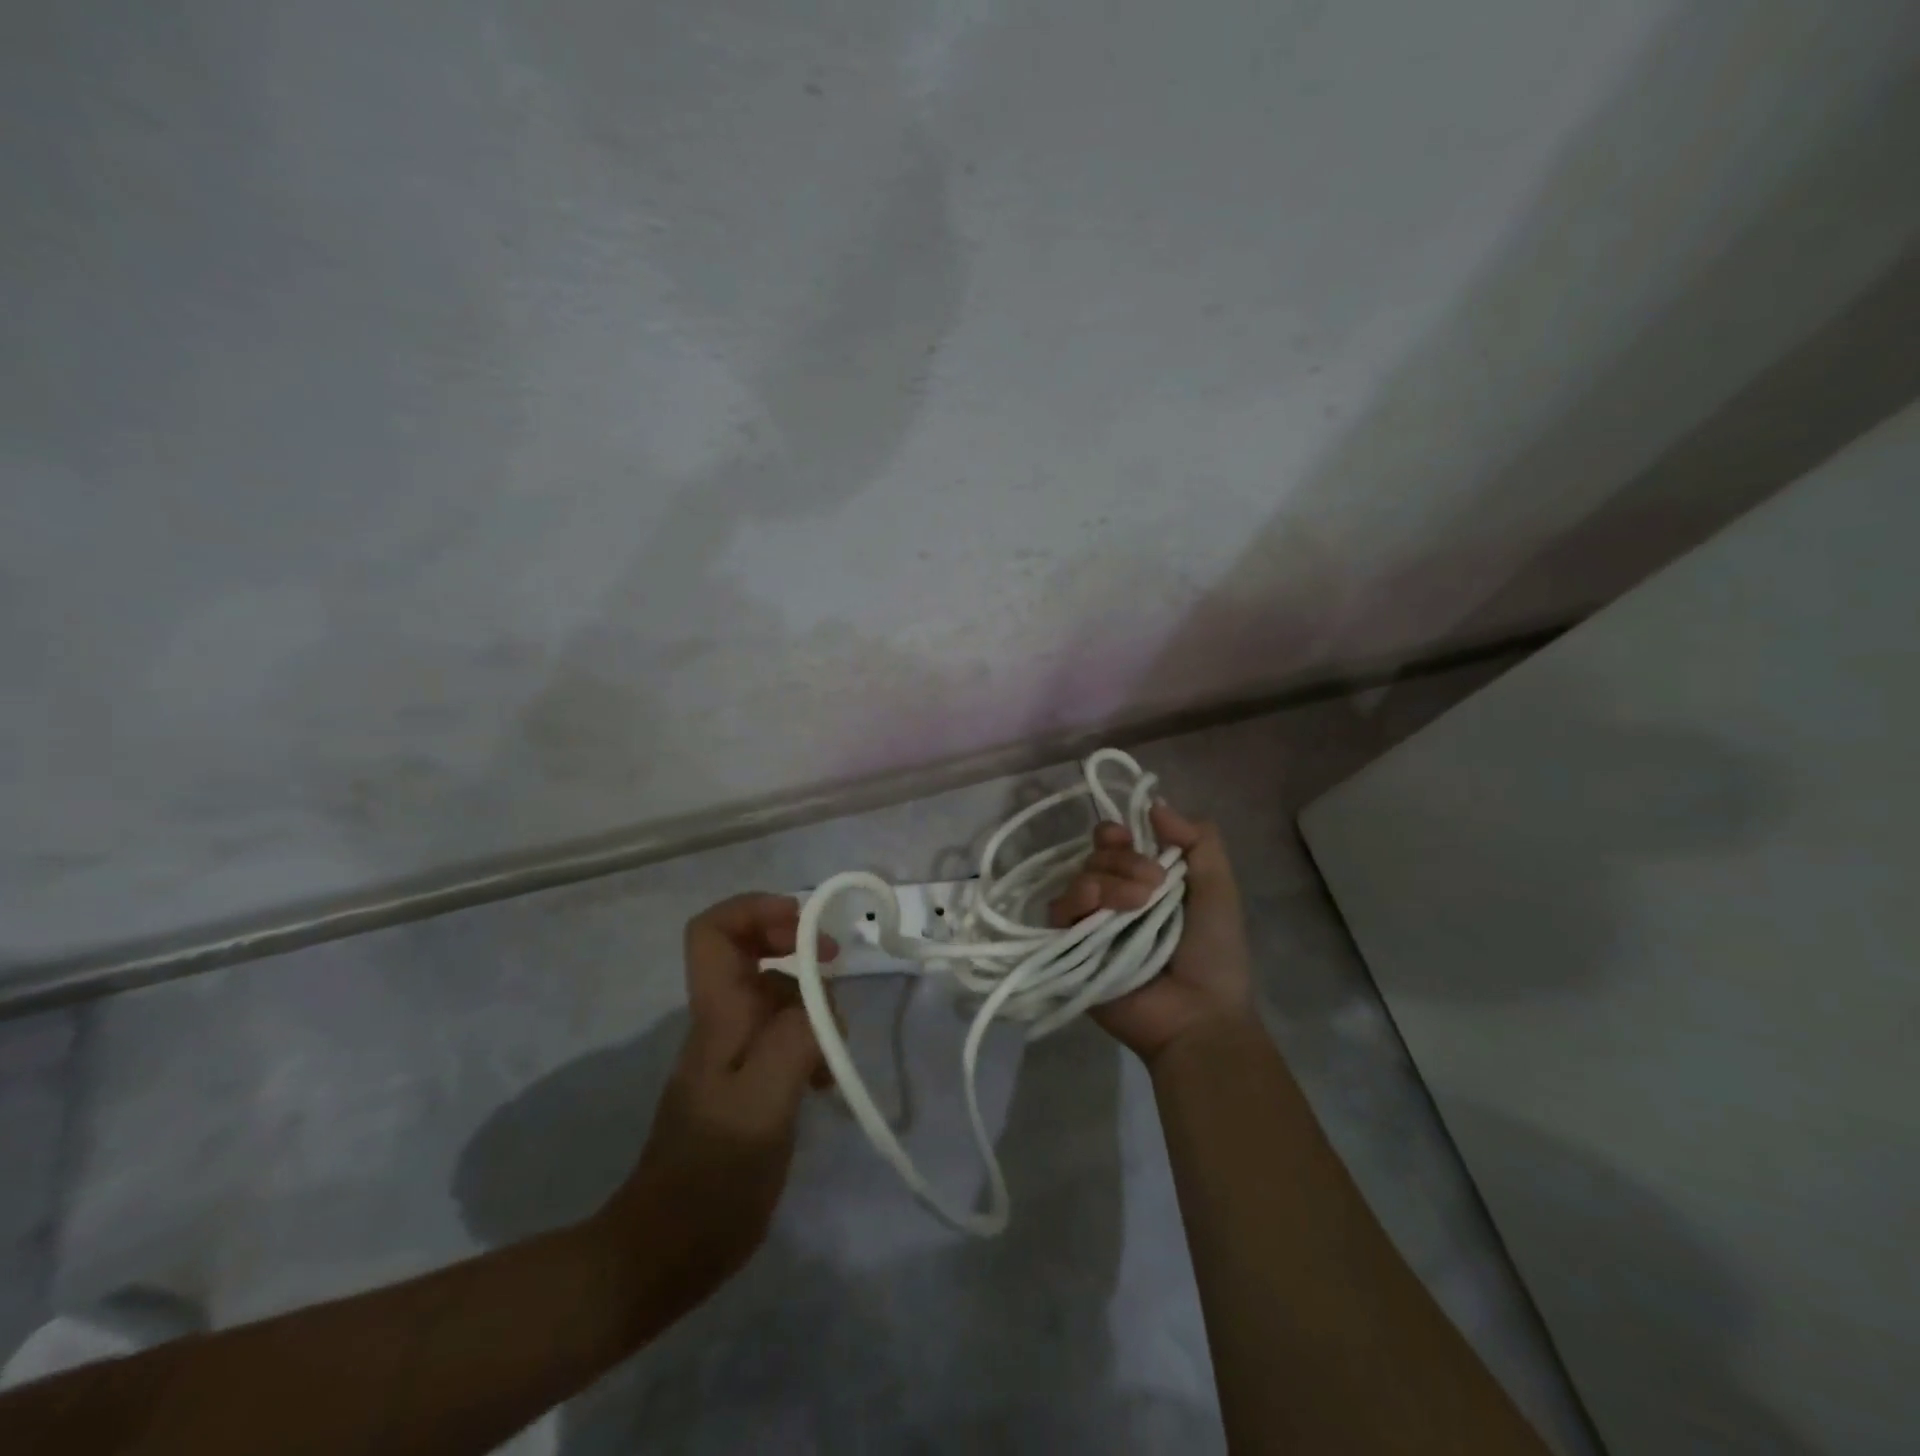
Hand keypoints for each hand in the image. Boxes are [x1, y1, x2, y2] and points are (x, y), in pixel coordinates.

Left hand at [592, 894, 835, 1319]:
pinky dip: (810, 1040)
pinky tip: (823, 1079)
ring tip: (834, 1048)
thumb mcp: (763, 1105)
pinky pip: (783, 1035)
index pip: (713, 930)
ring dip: (812, 1004)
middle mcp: (722, 1022)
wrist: (666, 1253)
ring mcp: (733, 1052)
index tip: (806, 929)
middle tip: (834, 968)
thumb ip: (795, 1041)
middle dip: (796, 947)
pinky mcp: (747, 1081)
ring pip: (775, 994)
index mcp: (718, 1015)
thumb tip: (821, 1002)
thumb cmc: (713, 1177)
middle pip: (750, 950)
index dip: (757, 909)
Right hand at [1050, 801, 1255, 1064]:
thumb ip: (1198, 841)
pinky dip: (1077, 902)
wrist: (1200, 1015)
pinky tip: (1100, 910)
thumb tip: (1155, 805)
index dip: (1115, 835)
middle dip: (1123, 862)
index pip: (1112, 844)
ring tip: (1137, 904)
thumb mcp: (1219, 888)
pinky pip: (1058, 911)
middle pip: (1095, 857)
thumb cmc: (1215, 954)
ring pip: (1078, 879)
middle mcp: (1112, 898)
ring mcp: (1089, 924)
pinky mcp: (1069, 949)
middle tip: (1153, 886)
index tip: (1130, 836)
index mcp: (1142, 882)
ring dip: (1107, 881)